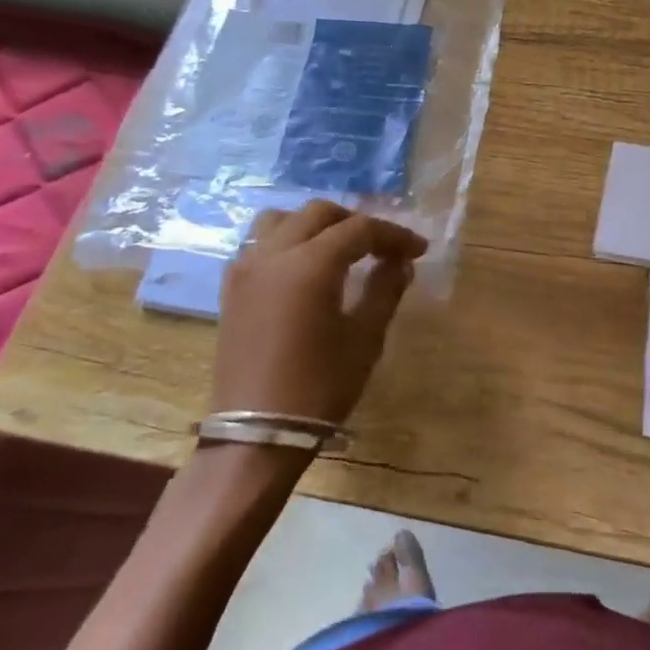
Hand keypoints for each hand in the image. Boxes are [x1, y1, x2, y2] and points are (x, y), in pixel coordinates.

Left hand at [212, 200, 428, 424]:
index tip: (418, 249)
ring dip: (315, 225)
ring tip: (338, 248)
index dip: (393, 234)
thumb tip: (400, 263)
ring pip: (281, 221)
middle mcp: (273, 255)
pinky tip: (304, 268)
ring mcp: (246, 270)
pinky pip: (259, 245)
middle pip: (318, 214)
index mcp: (310, 264)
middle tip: (381, 246)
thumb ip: (385, 290)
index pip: (359, 229)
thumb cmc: (319, 386)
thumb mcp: (365, 338)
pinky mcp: (231, 290)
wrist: (256, 435)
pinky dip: (286, 242)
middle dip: (355, 222)